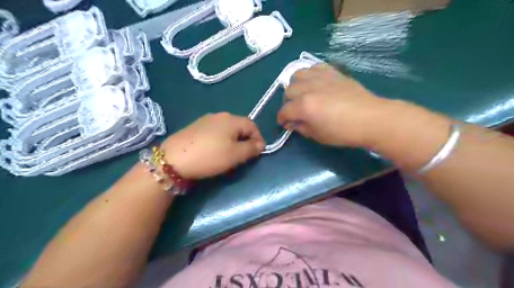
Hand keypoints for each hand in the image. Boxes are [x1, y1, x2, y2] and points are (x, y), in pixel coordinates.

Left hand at [161, 114, 264, 177]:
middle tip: (244, 155)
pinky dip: (221, 140)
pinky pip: (215, 131)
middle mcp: (220, 115)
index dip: (258, 138)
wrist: (173, 159)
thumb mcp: (235, 155)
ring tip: (230, 154)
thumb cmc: (210, 156)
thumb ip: (251, 149)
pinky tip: (214, 150)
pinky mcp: (195, 126)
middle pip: (239, 126)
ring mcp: (206, 120)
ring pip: (227, 129)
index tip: (258, 153)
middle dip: (245, 140)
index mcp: (232, 120)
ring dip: (233, 140)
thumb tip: (261, 144)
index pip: (252, 126)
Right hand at [278, 63, 389, 147]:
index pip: (284, 111)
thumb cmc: (343, 132)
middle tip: (295, 111)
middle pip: (288, 91)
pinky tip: (314, 82)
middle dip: (288, 103)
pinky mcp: (332, 72)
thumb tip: (292, 123)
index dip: (281, 119)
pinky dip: (310, 74)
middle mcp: (308, 88)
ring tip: (302, 93)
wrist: (371, 118)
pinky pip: (314, 67)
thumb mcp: (318, 136)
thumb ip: (301, 128)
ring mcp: (320, 78)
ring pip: (297, 75)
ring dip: (295, 85)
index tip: (284, 123)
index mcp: (304, 106)